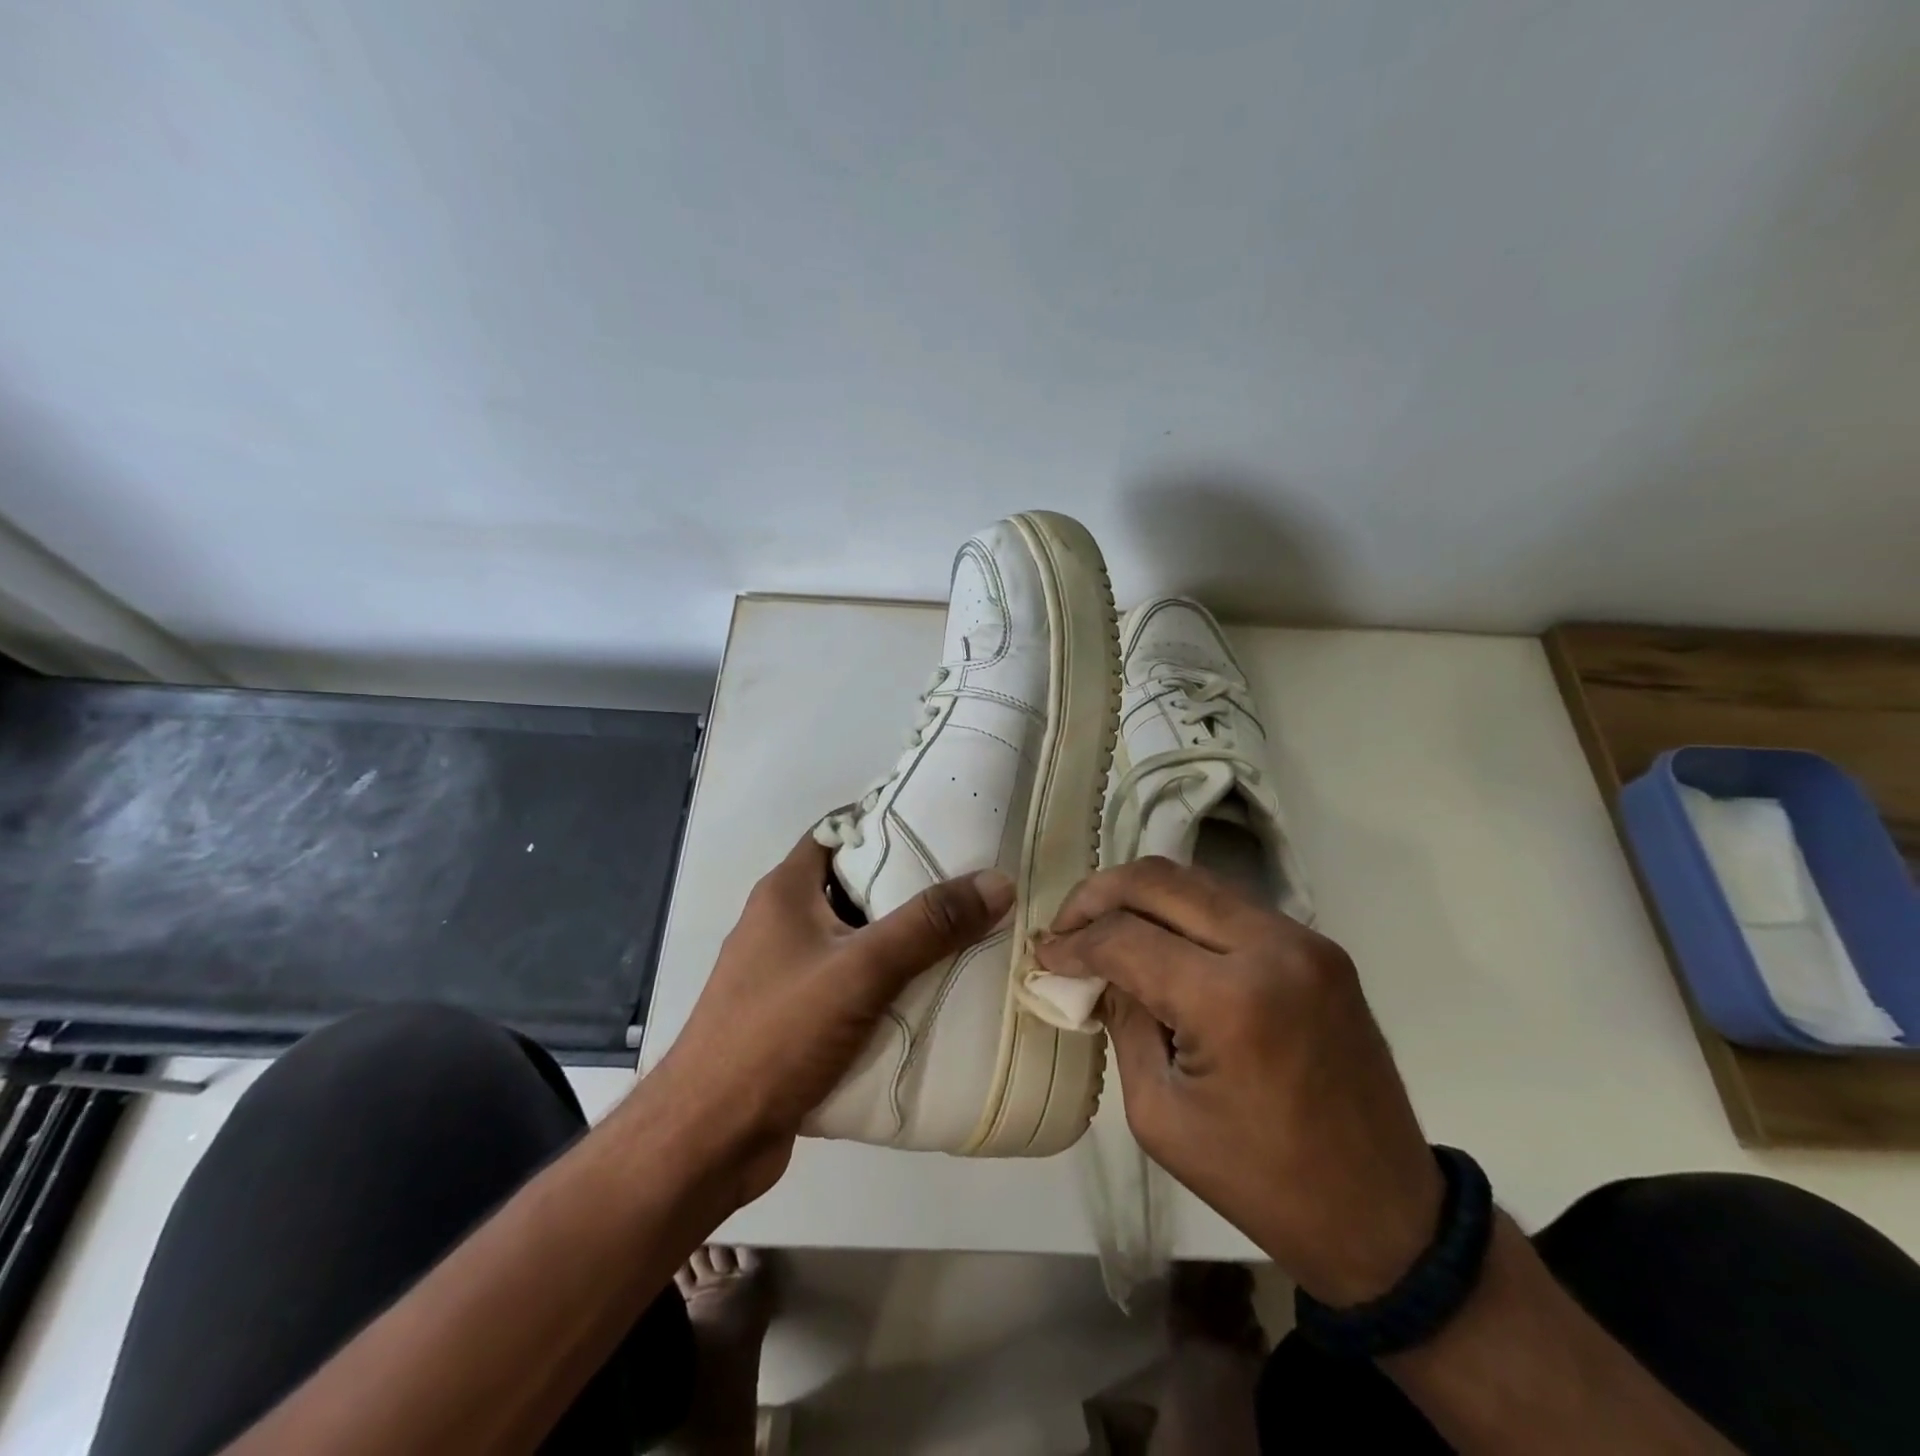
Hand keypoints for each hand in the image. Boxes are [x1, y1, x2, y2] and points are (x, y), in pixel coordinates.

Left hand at [647, 833, 1012, 1207]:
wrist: (708, 1140)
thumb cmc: (776, 1035)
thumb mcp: (860, 970)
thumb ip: (929, 925)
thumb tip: (998, 882)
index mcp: (785, 891)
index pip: (839, 832)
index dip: (887, 821)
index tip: (945, 826)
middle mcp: (783, 923)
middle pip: (855, 886)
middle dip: (910, 886)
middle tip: (971, 884)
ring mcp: (787, 974)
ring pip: (856, 941)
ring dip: (903, 942)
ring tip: (967, 935)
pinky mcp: (796, 1019)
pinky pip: (852, 987)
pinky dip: (888, 987)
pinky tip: (933, 996)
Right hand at [1033, 856, 1443, 1305]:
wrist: (1385, 1217)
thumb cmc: (1262, 1182)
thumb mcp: (1160, 1114)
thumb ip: (1124, 1023)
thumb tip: (1099, 972)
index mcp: (1232, 1000)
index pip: (1126, 937)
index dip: (1074, 942)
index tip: (1044, 956)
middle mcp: (1272, 947)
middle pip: (1159, 881)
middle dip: (1098, 895)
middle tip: (1065, 927)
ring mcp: (1303, 940)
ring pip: (1195, 881)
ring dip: (1139, 896)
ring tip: (1102, 928)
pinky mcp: (1318, 947)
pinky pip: (1229, 905)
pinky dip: (1181, 912)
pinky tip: (1157, 941)